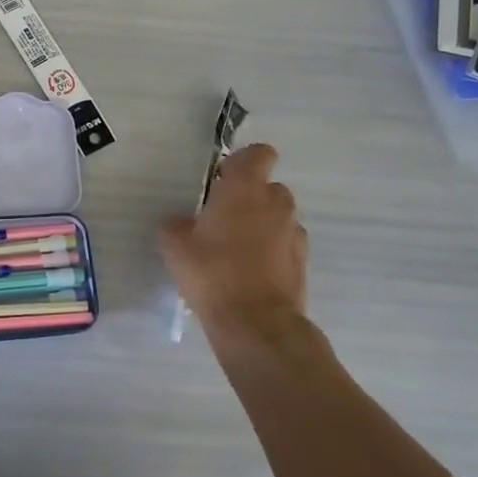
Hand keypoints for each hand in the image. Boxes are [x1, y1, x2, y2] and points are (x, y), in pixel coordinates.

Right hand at [161, 143, 315, 356]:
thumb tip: (183, 223)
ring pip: (278, 216)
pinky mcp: (302, 261)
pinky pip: (285, 243)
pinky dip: (272, 250)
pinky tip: (251, 272)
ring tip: (237, 250)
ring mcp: (294, 233)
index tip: (223, 179)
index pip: (259, 154)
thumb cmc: (212, 272)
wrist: (256, 322)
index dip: (243, 161)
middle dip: (250, 198)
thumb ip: (177, 225)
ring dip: (262, 224)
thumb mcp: (174, 245)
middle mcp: (275, 203)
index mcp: (245, 189)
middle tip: (223, 220)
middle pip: (268, 187)